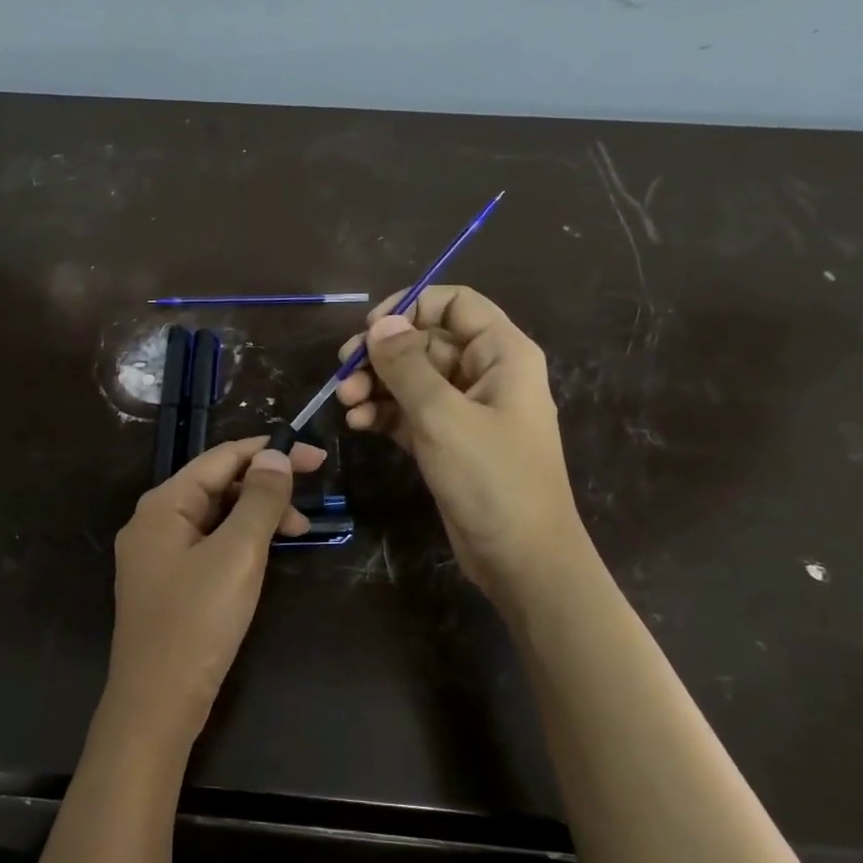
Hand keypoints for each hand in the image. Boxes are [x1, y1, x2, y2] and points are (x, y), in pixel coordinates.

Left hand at [102, 436, 326, 748]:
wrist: (156, 703)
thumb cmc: (197, 622)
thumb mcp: (237, 554)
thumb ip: (259, 500)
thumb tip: (276, 457)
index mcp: (162, 504)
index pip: (220, 458)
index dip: (270, 452)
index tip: (316, 457)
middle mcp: (153, 522)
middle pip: (215, 485)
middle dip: (264, 487)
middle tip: (311, 502)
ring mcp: (156, 556)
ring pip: (214, 517)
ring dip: (256, 516)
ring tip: (298, 531)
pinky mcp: (167, 584)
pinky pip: (208, 545)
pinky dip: (239, 541)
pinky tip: (265, 554)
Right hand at [336, 285, 584, 601]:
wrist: (520, 558)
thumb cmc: (492, 479)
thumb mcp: (444, 417)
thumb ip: (407, 365)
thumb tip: (380, 323)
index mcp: (502, 354)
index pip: (455, 304)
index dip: (411, 307)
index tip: (370, 330)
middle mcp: (484, 374)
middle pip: (425, 342)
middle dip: (382, 356)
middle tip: (343, 374)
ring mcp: (464, 410)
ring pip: (412, 379)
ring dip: (376, 386)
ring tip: (346, 404)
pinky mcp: (447, 441)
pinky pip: (409, 413)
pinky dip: (383, 413)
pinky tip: (358, 424)